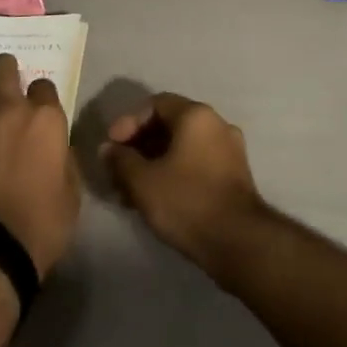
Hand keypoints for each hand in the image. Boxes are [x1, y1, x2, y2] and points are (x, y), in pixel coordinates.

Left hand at [0, 53, 80, 276]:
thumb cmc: (42, 223)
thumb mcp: (71, 192)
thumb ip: (64, 158)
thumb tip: (56, 148)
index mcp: (45, 119)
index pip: (44, 84)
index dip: (42, 97)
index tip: (40, 112)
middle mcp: (10, 111)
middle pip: (3, 68)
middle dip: (5, 70)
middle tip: (7, 87)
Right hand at [100, 93, 267, 284]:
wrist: (238, 242)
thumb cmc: (187, 202)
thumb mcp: (144, 181)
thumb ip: (121, 160)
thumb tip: (107, 148)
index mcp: (196, 115)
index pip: (155, 104)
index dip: (129, 123)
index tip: (111, 146)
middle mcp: (216, 123)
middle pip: (170, 124)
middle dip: (140, 146)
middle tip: (118, 169)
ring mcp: (229, 149)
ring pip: (183, 146)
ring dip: (155, 162)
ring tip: (131, 190)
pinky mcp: (234, 174)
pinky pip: (197, 162)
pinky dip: (174, 172)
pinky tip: (157, 197)